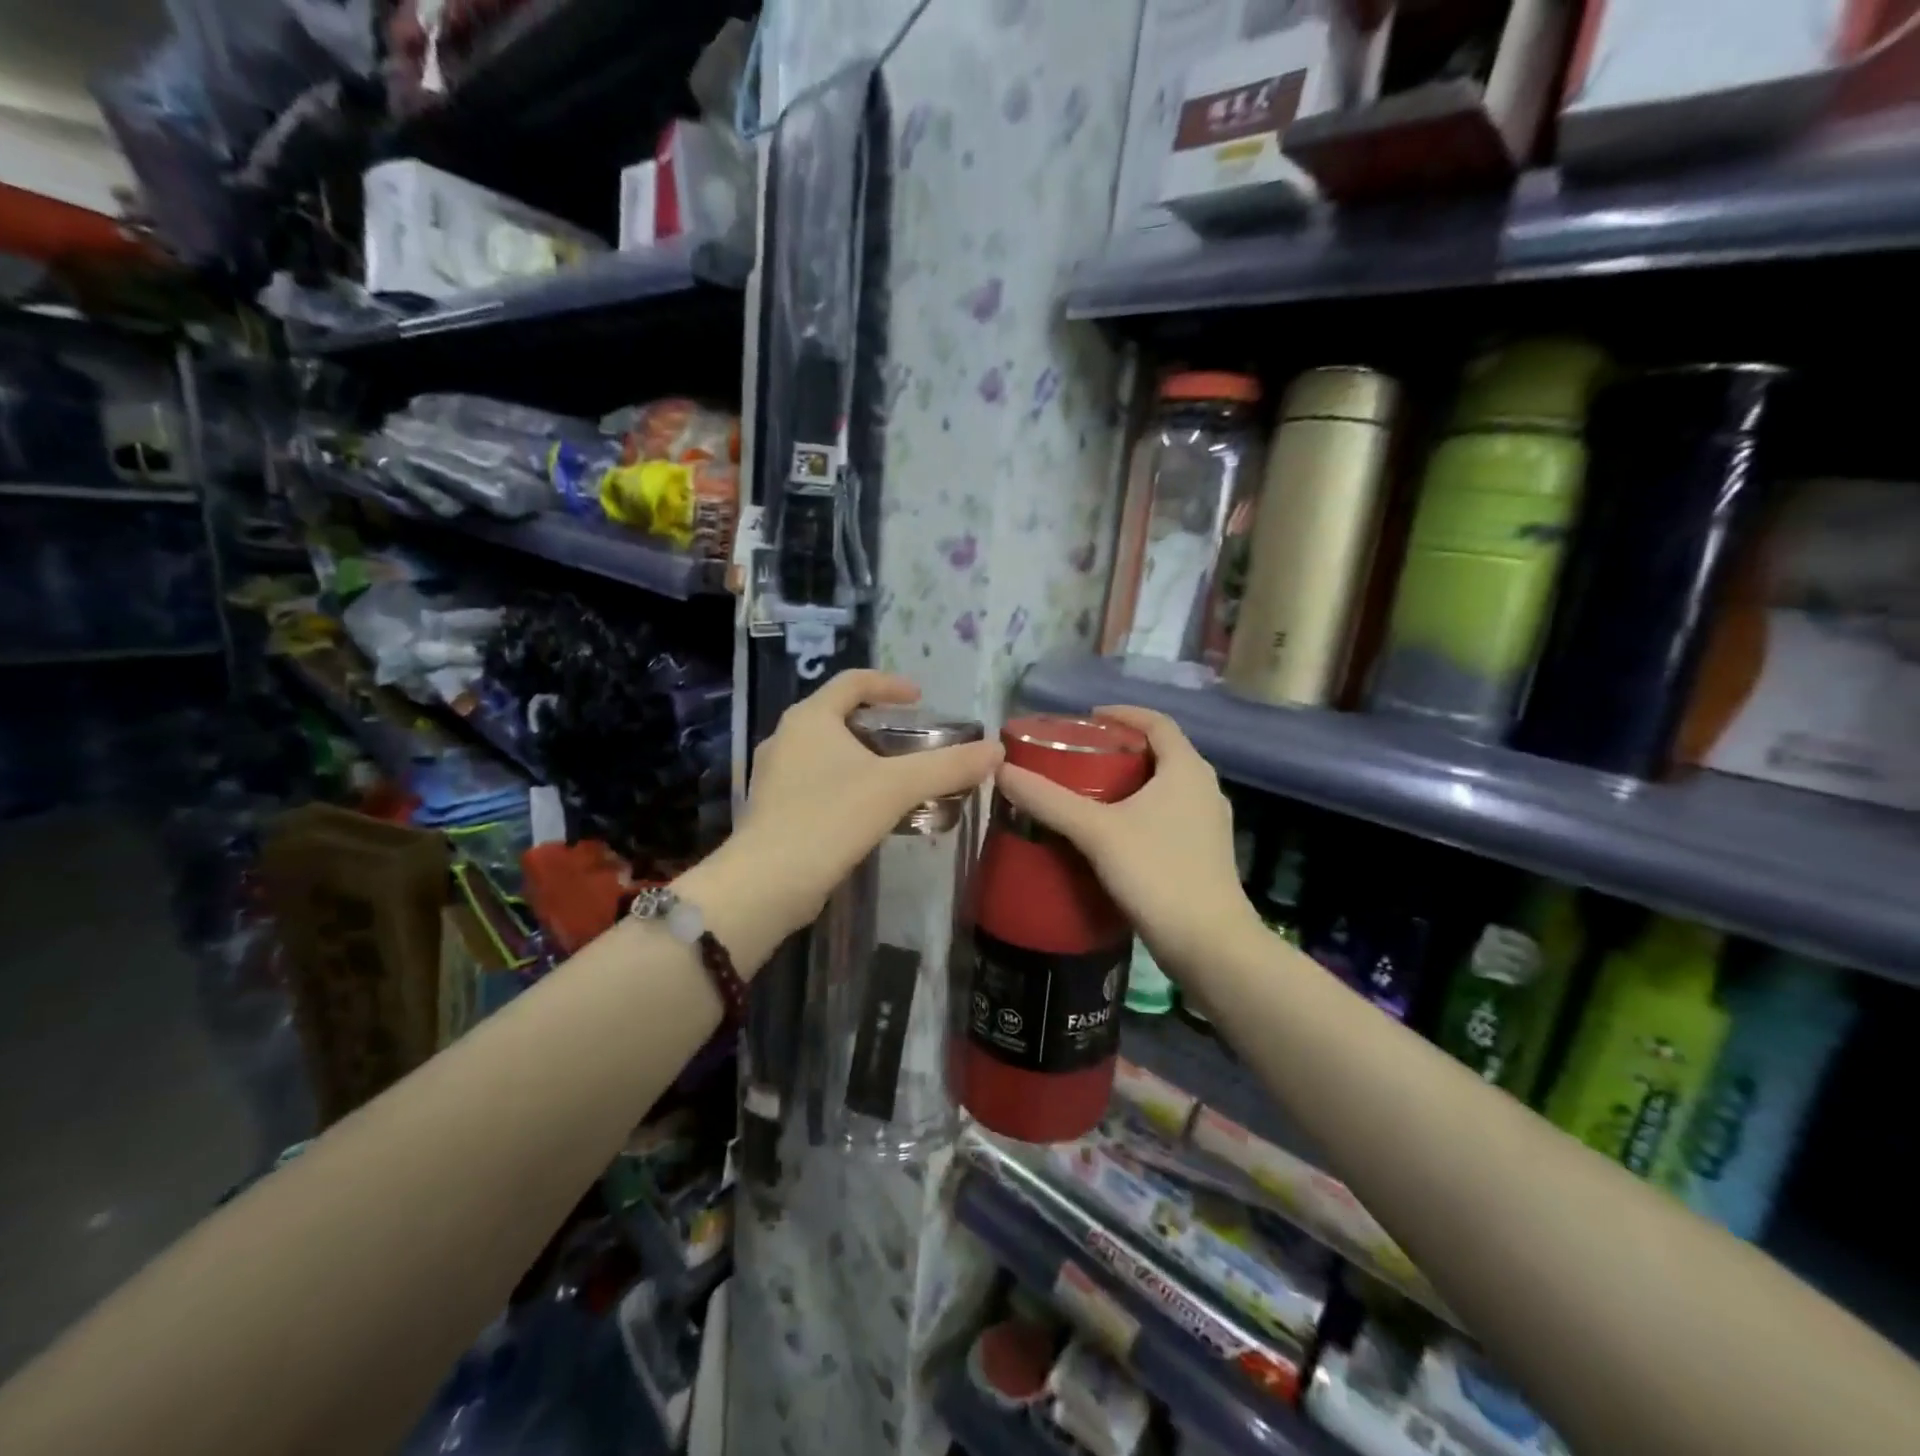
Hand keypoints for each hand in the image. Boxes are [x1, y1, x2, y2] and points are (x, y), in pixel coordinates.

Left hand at [732, 670, 1002, 936]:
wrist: (767, 883)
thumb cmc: (829, 817)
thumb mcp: (896, 787)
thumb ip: (947, 766)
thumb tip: (996, 751)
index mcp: (810, 718)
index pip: (853, 682)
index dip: (890, 684)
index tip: (920, 698)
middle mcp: (786, 737)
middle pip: (838, 715)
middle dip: (878, 724)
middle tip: (913, 740)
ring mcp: (774, 775)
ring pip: (826, 752)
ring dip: (862, 757)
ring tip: (897, 777)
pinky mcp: (774, 809)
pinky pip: (817, 782)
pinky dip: (846, 784)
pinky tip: (868, 811)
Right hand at [995, 706, 1259, 975]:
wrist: (1209, 945)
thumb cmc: (1157, 873)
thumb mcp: (1096, 832)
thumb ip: (1049, 800)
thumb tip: (1001, 770)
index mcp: (1187, 769)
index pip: (1157, 722)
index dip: (1122, 714)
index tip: (1088, 718)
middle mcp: (1205, 789)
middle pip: (1161, 753)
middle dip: (1121, 750)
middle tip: (1079, 756)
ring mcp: (1208, 823)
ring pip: (1165, 787)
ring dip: (1131, 783)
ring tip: (1088, 792)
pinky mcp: (1204, 853)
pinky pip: (1168, 815)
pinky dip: (1140, 811)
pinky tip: (1111, 833)